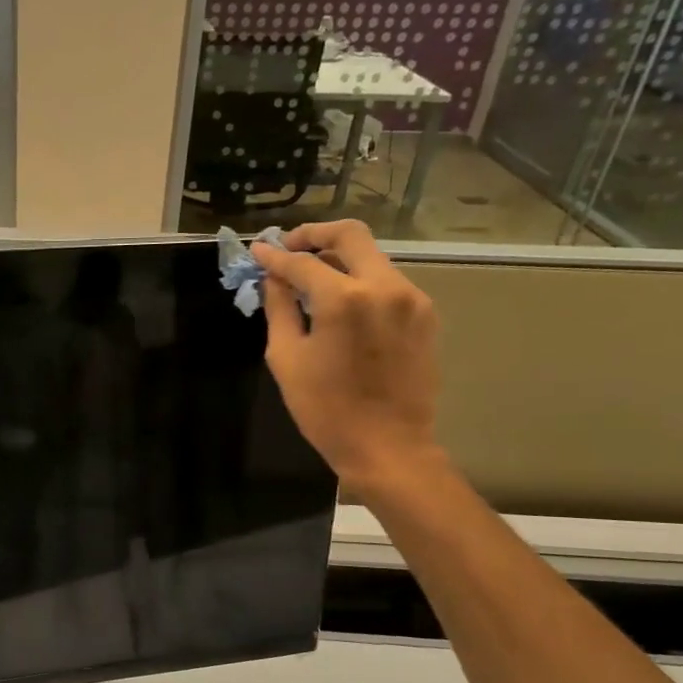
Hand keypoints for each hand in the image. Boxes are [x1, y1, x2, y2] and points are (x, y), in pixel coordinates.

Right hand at [250, 220, 442, 493]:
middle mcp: (384, 286)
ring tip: (311, 279)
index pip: (302, 262)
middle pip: (351, 235)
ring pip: (372, 258)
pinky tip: (341, 304)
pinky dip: (360, 282)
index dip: (275, 256)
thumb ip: (279, 309)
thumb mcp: (286, 358)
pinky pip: (387, 283)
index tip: (258, 250)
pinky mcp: (425, 315)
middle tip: (289, 247)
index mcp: (344, 298)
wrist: (388, 446)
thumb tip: (273, 278)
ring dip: (339, 260)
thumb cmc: (325, 409)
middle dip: (315, 235)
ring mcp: (411, 299)